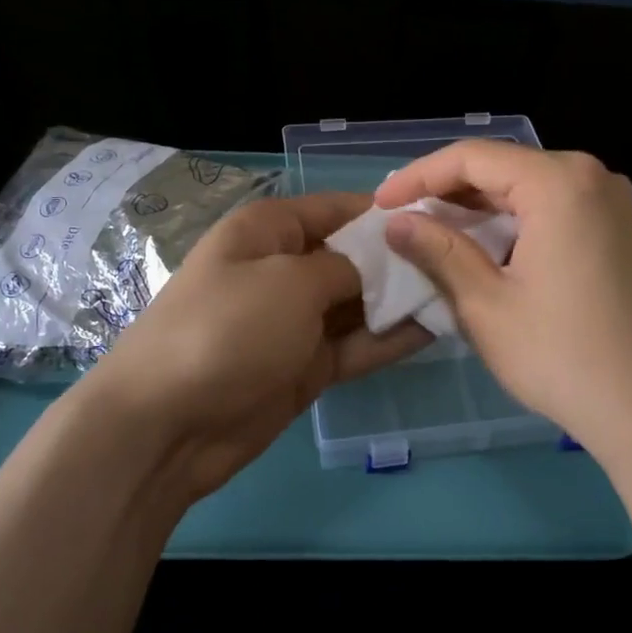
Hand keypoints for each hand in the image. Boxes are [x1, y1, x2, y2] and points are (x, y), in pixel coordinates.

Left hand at [80, 192, 428, 500]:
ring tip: (460, 293)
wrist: (167, 424)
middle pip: (354, 256)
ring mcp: (294, 322)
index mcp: (268, 230)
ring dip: (402, 300)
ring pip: (360, 303)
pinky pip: (356, 345)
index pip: (337, 208)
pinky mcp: (306, 367)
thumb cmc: (228, 329)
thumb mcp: (291, 282)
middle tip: (464, 261)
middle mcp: (283, 269)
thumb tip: (379, 265)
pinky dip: (390, 339)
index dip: (386, 212)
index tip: (442, 218)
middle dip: (402, 259)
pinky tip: (436, 329)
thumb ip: (346, 267)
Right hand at [374, 142, 631, 465]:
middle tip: (402, 218)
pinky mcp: (622, 232)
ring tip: (433, 233)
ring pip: (530, 188)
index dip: (418, 177)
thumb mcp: (485, 304)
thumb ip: (438, 251)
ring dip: (480, 208)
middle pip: (505, 167)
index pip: (473, 157)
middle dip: (449, 190)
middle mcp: (593, 177)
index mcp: (559, 183)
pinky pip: (556, 209)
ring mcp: (614, 204)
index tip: (380, 204)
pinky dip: (515, 222)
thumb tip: (397, 223)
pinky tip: (486, 248)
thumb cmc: (561, 356)